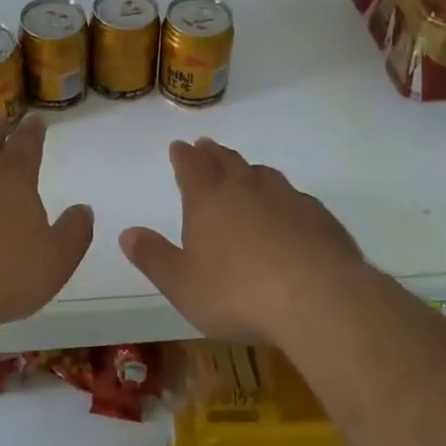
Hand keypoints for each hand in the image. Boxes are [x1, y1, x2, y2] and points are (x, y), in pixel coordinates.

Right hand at [121, 138, 364, 343]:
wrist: (318, 299)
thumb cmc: (238, 293)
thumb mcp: (183, 284)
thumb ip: (154, 258)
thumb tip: (127, 233)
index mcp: (208, 198)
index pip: (191, 166)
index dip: (183, 155)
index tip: (179, 146)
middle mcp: (246, 187)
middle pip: (226, 161)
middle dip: (213, 154)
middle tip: (206, 146)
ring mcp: (286, 198)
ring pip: (262, 174)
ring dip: (248, 170)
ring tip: (244, 171)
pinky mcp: (319, 217)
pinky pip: (294, 197)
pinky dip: (282, 198)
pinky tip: (287, 211)